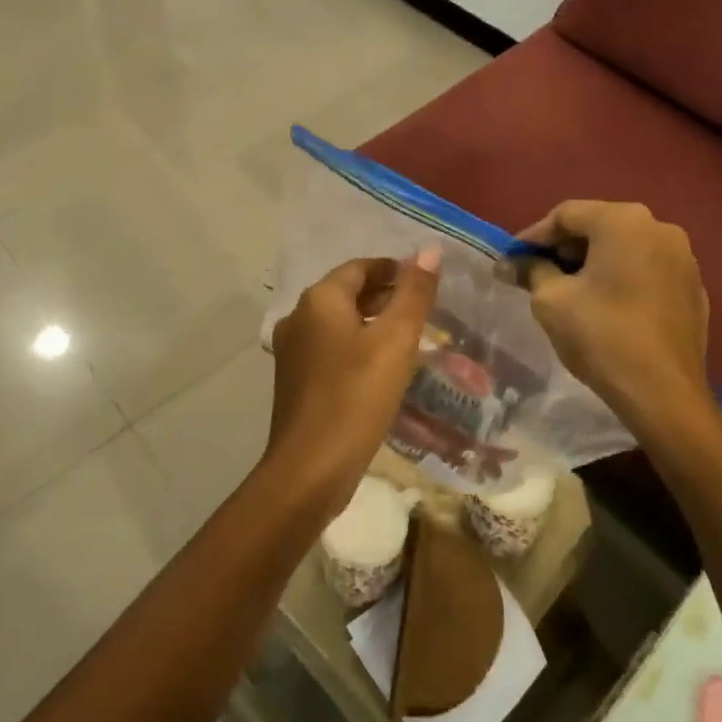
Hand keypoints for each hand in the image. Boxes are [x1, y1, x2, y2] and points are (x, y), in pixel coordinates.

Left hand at [266, 250, 440, 518]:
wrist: (309, 470)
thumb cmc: (356, 397)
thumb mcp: (395, 341)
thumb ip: (414, 293)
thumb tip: (430, 250)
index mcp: (319, 299)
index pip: (361, 267)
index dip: (394, 270)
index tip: (425, 284)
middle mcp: (299, 316)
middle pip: (347, 292)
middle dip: (385, 296)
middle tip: (423, 312)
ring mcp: (291, 350)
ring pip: (338, 322)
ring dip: (371, 323)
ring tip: (408, 339)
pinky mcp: (294, 380)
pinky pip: (330, 349)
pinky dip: (356, 347)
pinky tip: (380, 369)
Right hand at [516, 201, 712, 434]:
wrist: (665, 394)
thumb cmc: (602, 336)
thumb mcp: (551, 300)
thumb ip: (531, 271)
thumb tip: (509, 264)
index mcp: (623, 221)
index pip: (566, 214)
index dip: (535, 236)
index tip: (514, 259)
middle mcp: (659, 227)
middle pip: (598, 226)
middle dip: (565, 248)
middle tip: (538, 273)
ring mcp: (683, 258)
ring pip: (625, 247)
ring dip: (594, 262)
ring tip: (570, 290)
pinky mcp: (694, 288)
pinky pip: (648, 270)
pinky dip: (623, 278)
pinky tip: (607, 306)